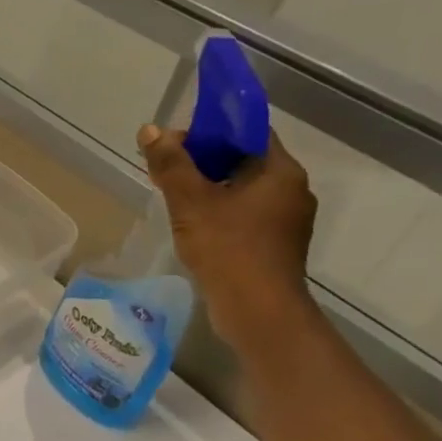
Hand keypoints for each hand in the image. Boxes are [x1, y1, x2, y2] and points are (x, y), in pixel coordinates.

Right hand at [137, 122, 317, 352]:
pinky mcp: (274, 247)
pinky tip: (192, 226)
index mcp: (281, 172)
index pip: (249, 133)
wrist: (257, 311)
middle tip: (167, 169)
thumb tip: (150, 129)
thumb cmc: (228, 248)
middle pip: (244, 162)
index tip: (177, 140)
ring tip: (173, 197)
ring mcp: (285, 222)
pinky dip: (219, 213)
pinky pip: (244, 216)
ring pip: (242, 191)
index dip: (212, 129)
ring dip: (209, 189)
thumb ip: (171, 165)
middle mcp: (291, 191)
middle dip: (204, 161)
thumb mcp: (191, 202)